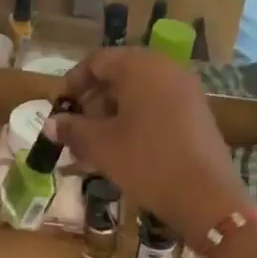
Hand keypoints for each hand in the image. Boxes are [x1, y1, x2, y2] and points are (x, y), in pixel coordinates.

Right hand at [47, 48, 250, 242]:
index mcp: (140, 66)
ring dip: (113, 114)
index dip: (73, 82)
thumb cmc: (146, 162)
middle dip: (93, 101)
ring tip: (96, 144)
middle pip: (119, 75)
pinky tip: (124, 149)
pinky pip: (158, 106)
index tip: (60, 107)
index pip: (97, 61)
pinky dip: (136, 121)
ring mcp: (186, 90)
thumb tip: (50, 124)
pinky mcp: (197, 112)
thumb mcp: (102, 146)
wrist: (206, 196)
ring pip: (139, 93)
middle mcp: (166, 69)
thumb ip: (73, 129)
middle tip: (76, 129)